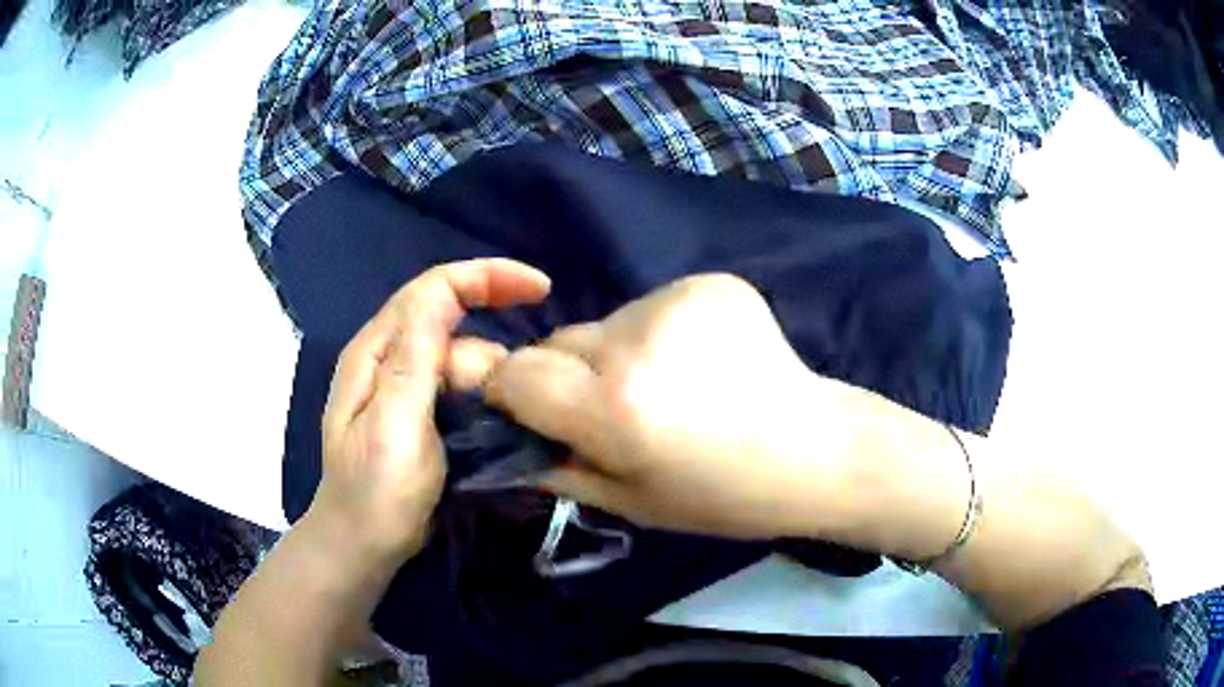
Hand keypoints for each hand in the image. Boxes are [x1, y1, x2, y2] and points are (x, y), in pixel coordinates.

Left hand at [311, 259, 550, 561]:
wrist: (363, 545)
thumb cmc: (375, 492)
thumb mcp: (392, 425)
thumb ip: (415, 358)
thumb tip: (444, 292)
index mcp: (377, 351)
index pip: (434, 289)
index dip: (488, 277)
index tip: (541, 289)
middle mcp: (389, 358)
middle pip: (454, 329)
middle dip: (490, 360)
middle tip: (508, 411)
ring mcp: (404, 387)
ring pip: (464, 363)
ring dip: (491, 388)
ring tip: (500, 432)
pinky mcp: (421, 413)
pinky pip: (464, 389)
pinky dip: (487, 401)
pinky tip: (498, 429)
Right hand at [479, 274, 867, 539]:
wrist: (817, 451)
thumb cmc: (723, 496)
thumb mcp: (630, 502)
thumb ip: (558, 467)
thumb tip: (512, 441)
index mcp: (614, 406)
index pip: (515, 373)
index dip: (515, 395)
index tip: (534, 414)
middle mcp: (636, 340)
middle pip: (557, 340)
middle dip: (568, 375)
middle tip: (615, 410)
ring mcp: (677, 300)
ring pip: (606, 323)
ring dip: (617, 354)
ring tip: (670, 387)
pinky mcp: (709, 282)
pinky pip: (652, 307)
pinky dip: (659, 334)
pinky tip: (701, 363)